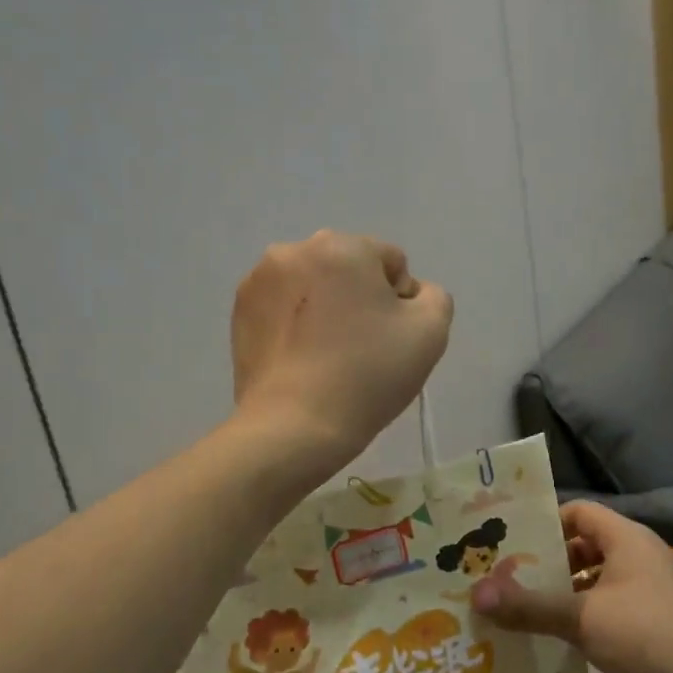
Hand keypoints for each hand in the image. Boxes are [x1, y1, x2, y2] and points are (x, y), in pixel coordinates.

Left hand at [230, 231, 452, 478]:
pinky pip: (284, 306)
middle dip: (361, 299)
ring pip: (314, 286)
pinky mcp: (239, 311)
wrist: (294, 426)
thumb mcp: (431, 332)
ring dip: (327, 308)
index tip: (390, 339)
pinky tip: (301, 360)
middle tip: (362, 348)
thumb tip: (408, 295)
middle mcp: (295, 250)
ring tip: (328, 355)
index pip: (391, 262)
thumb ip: (433, 296)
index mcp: (342, 246)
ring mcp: (259, 280)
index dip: (401, 302)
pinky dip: (296, 324)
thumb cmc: (367, 374)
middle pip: (349, 269)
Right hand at [471, 502, 672, 672]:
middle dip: (548, 563)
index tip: (511, 545)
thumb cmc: (647, 635)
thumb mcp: (582, 618)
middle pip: (584, 546)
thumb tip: (476, 594)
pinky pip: (608, 607)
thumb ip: (529, 606)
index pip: (578, 512)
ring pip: (595, 580)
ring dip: (564, 593)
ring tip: (525, 611)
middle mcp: (638, 556)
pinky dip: (584, 616)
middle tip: (509, 580)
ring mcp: (648, 590)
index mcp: (626, 539)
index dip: (545, 524)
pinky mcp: (653, 621)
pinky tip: (558, 639)